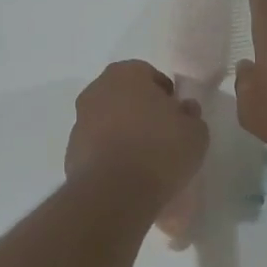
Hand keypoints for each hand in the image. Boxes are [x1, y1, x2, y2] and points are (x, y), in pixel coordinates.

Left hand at [66, 60, 209, 202]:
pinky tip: (127, 174)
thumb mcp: (195, 132)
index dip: (165, 95)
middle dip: (141, 111)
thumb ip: (190, 115)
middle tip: (162, 135)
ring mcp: (80, 121)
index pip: (149, 75)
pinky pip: (98, 146)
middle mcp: (97, 90)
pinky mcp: (71, 151)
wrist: (115, 192)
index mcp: (126, 74)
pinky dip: (110, 154)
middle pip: (125, 96)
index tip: (177, 116)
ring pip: (108, 121)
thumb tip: (184, 110)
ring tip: (145, 159)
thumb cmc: (160, 149)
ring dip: (124, 133)